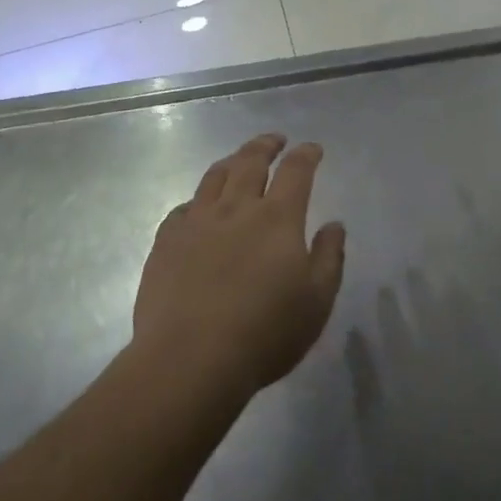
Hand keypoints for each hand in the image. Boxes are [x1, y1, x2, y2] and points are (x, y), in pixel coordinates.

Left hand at [132, 134, 346, 400]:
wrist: (190, 360)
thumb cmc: (264, 333)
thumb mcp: (317, 302)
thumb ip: (329, 258)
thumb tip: (334, 225)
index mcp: (277, 218)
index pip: (296, 171)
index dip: (306, 155)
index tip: (312, 148)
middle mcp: (236, 208)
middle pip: (251, 161)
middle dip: (266, 145)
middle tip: (275, 140)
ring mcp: (196, 222)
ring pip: (214, 177)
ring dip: (231, 162)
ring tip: (238, 160)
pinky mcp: (166, 241)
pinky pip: (184, 207)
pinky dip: (198, 200)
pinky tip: (199, 208)